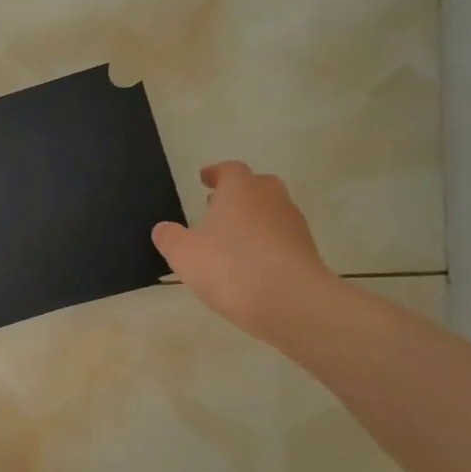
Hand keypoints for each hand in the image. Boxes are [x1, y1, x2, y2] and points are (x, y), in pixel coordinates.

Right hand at [151, 163, 340, 346]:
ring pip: (272, 212)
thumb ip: (169, 238)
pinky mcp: (307, 251)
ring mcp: (293, 224)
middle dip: (238, 193)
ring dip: (253, 219)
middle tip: (218, 207)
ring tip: (232, 240)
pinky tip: (251, 264)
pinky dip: (267, 244)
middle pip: (257, 185)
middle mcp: (271, 199)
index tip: (204, 179)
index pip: (229, 170)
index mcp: (241, 190)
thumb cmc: (230, 267)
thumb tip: (163, 229)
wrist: (291, 301)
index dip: (215, 173)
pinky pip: (282, 238)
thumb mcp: (183, 254)